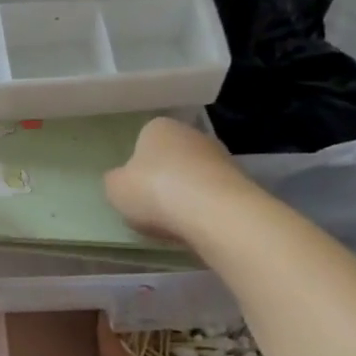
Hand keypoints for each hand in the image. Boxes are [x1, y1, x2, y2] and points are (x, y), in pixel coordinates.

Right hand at [104, 117, 254, 242]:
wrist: (214, 212)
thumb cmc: (154, 191)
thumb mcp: (115, 189)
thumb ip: (116, 181)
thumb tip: (122, 181)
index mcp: (158, 127)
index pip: (142, 142)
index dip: (135, 169)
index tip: (133, 192)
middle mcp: (191, 134)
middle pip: (170, 160)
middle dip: (162, 182)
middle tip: (151, 209)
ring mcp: (220, 157)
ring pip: (193, 179)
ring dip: (184, 197)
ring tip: (174, 225)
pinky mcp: (241, 182)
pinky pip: (212, 197)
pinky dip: (204, 211)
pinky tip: (196, 228)